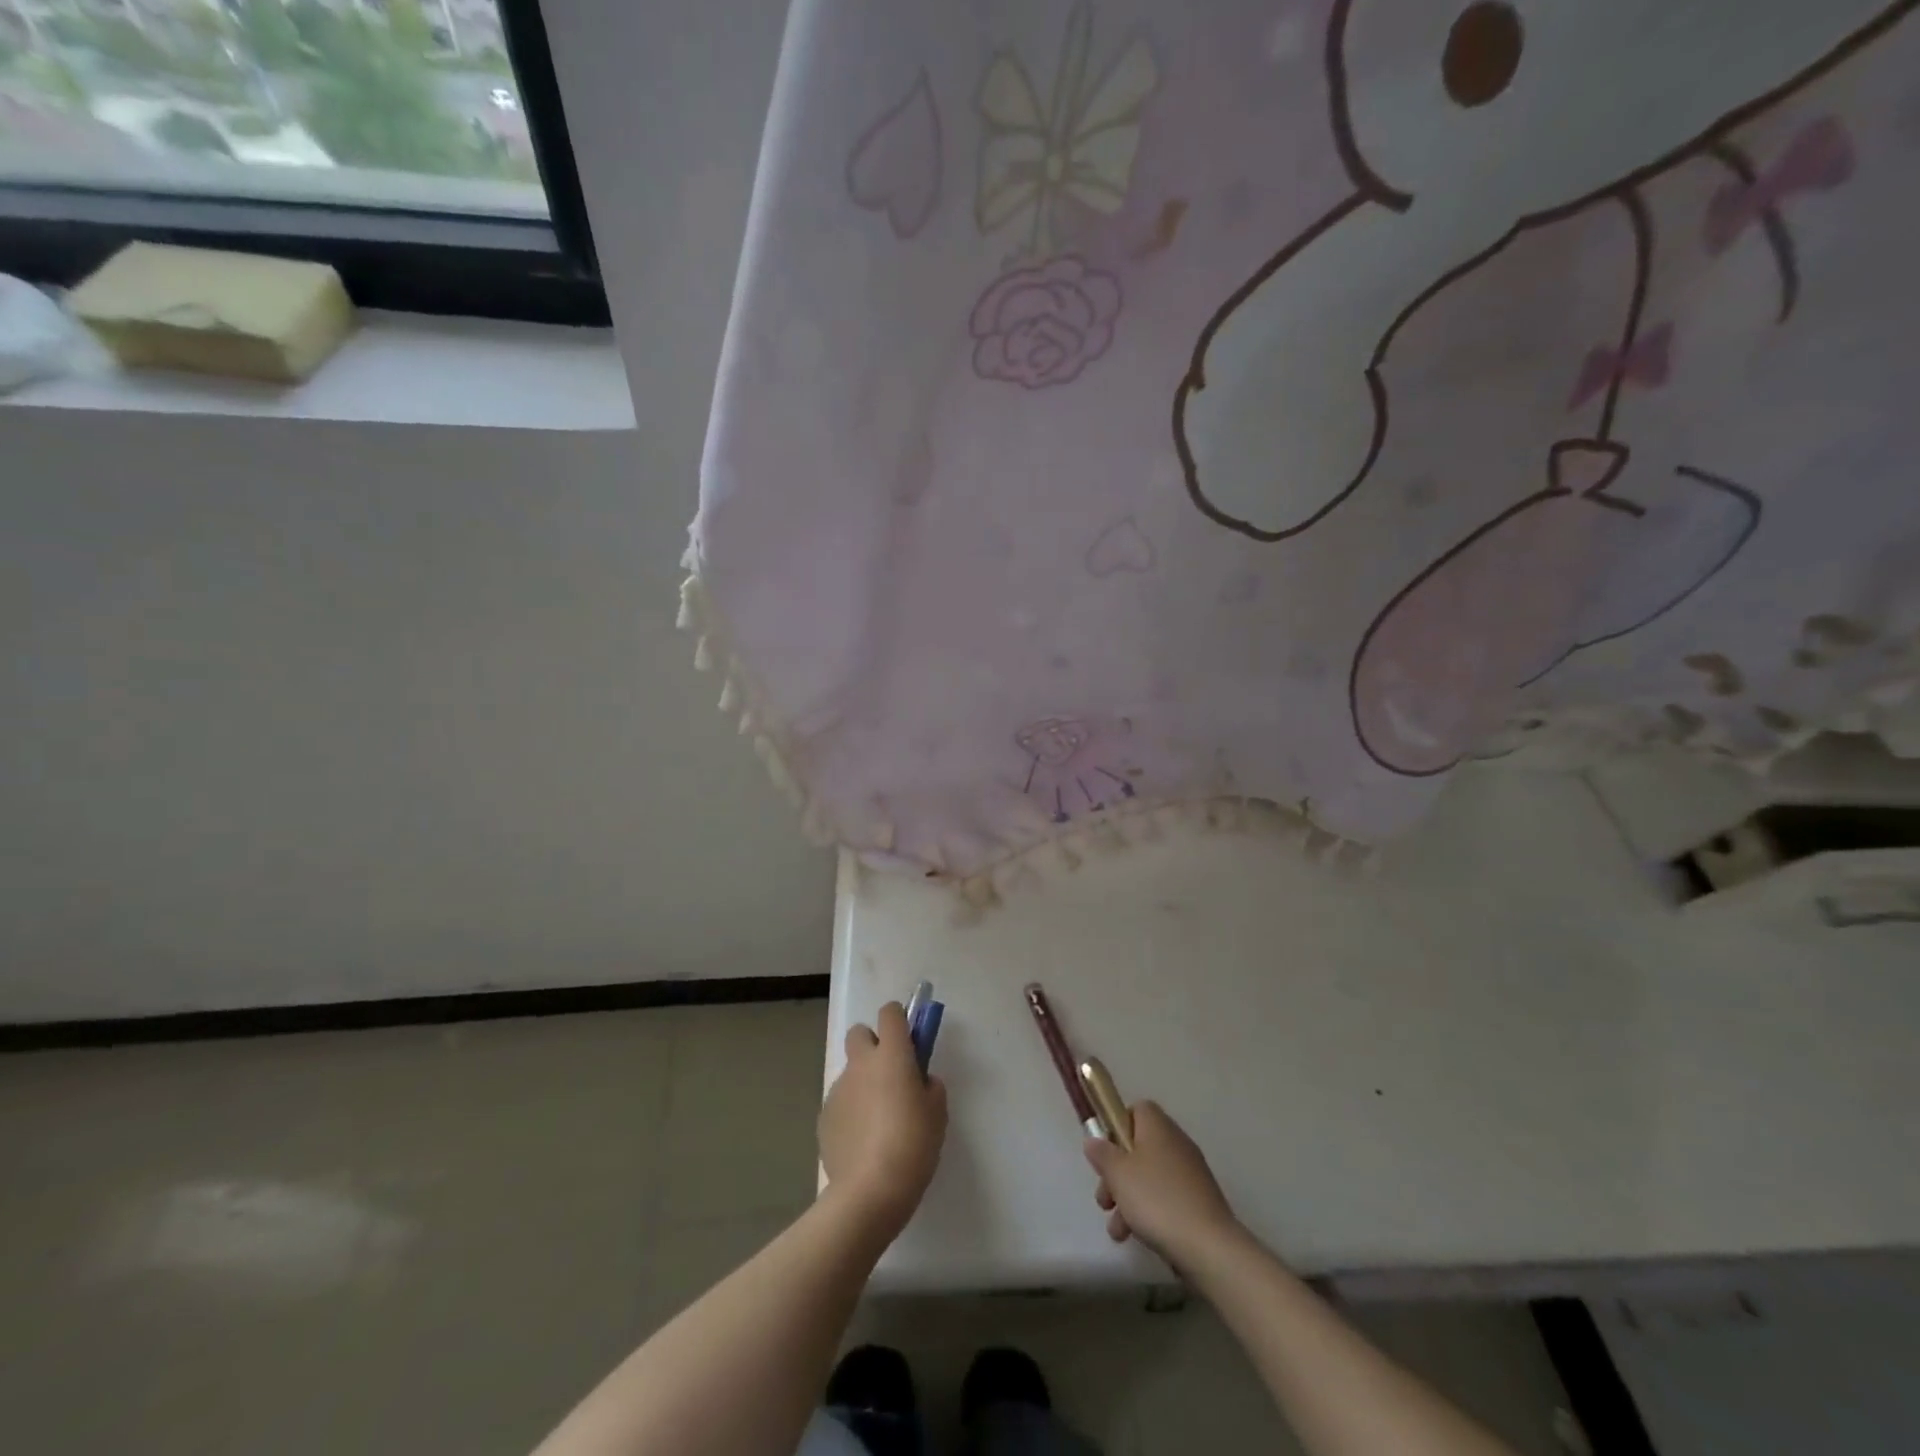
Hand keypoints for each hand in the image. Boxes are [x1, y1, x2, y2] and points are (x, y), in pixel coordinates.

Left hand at [819, 1002, 947, 1237]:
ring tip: (878, 1124)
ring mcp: (838, 1090)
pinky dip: (850, 1114)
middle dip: (872, 1045)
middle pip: (859, 1033)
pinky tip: (862, 1144)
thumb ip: (930, 1087)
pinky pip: (841, 1103)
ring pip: (850, 1073)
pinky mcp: (824, 1117)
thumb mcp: (938, 1113)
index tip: (909, 1041)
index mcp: (892, 1055)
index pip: (890, 1013)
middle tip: (889, 1075)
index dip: (899, 1020)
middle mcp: (861, 1064)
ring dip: (863, 1084)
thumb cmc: (913, 1144)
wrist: (870, 1190)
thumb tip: (920, 1082)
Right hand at [1084, 1100, 1240, 1268]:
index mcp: (1158, 1127)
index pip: (1137, 1110)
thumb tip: (1093, 1140)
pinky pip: (1166, 1198)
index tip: (1105, 1153)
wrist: (1209, 1247)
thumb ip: (1102, 1154)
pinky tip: (1137, 1237)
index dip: (1117, 1127)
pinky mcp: (1199, 1202)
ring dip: (1129, 1199)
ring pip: (1150, 1177)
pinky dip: (1150, 1213)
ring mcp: (1190, 1174)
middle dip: (1117, 1174)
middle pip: (1139, 1148)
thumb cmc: (1157, 1199)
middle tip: (1105, 1200)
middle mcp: (1176, 1143)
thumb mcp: (1118, 1174)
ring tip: (1117, 1231)